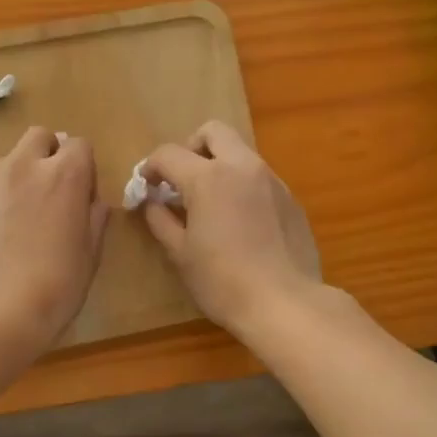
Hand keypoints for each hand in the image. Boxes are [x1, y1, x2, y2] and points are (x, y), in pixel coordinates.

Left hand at [0, 127, 108, 350]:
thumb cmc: (57, 284)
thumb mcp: (91, 254)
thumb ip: (95, 219)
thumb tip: (92, 203)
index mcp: (65, 175)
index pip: (79, 145)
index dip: (85, 169)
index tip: (84, 198)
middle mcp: (27, 166)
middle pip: (41, 137)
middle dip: (51, 154)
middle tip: (56, 191)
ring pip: (13, 158)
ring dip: (25, 173)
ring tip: (29, 213)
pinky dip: (5, 195)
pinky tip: (7, 230)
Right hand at [138, 121, 323, 336]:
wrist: (285, 303)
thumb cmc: (223, 281)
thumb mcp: (180, 254)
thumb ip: (161, 220)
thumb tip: (152, 203)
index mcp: (208, 178)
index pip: (169, 154)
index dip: (150, 167)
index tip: (146, 187)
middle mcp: (242, 167)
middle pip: (213, 132)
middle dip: (192, 147)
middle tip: (182, 180)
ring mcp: (272, 181)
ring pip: (241, 153)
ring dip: (220, 166)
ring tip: (212, 204)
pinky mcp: (291, 199)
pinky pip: (260, 179)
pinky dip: (243, 187)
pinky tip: (241, 223)